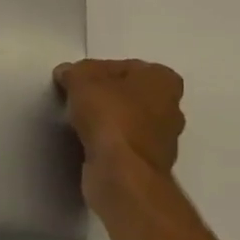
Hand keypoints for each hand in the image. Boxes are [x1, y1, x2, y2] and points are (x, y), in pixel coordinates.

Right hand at [54, 58, 186, 182]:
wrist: (122, 172)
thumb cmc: (109, 115)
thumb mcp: (81, 79)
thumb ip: (74, 72)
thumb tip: (67, 74)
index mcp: (164, 80)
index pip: (125, 66)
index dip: (97, 71)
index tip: (77, 81)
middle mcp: (172, 107)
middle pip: (129, 94)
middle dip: (106, 96)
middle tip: (77, 99)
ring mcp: (163, 140)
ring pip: (128, 120)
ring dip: (107, 121)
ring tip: (78, 122)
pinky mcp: (149, 164)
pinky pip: (124, 144)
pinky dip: (107, 142)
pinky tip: (87, 143)